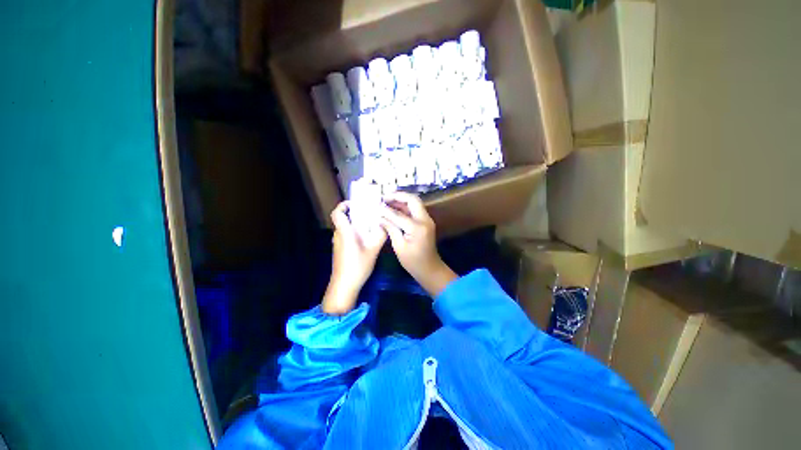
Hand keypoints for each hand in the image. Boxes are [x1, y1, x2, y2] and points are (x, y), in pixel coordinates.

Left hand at [323, 201, 386, 314]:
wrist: (344, 286)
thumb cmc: (357, 266)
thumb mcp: (373, 250)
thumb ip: (380, 235)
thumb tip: (386, 223)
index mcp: (345, 232)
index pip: (337, 213)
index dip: (344, 205)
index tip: (356, 203)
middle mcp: (339, 235)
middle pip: (344, 218)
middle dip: (356, 213)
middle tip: (371, 213)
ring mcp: (338, 243)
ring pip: (346, 227)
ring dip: (357, 223)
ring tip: (372, 224)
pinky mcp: (340, 249)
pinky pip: (347, 235)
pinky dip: (356, 232)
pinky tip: (367, 238)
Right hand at [379, 192, 456, 296]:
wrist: (430, 269)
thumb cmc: (413, 262)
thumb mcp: (399, 247)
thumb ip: (391, 229)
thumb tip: (380, 216)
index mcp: (417, 228)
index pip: (399, 214)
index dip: (386, 210)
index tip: (376, 206)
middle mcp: (425, 220)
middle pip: (412, 200)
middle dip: (398, 196)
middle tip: (384, 197)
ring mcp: (427, 220)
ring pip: (414, 203)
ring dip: (401, 200)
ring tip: (386, 201)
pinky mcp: (426, 222)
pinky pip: (415, 209)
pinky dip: (405, 207)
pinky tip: (394, 209)